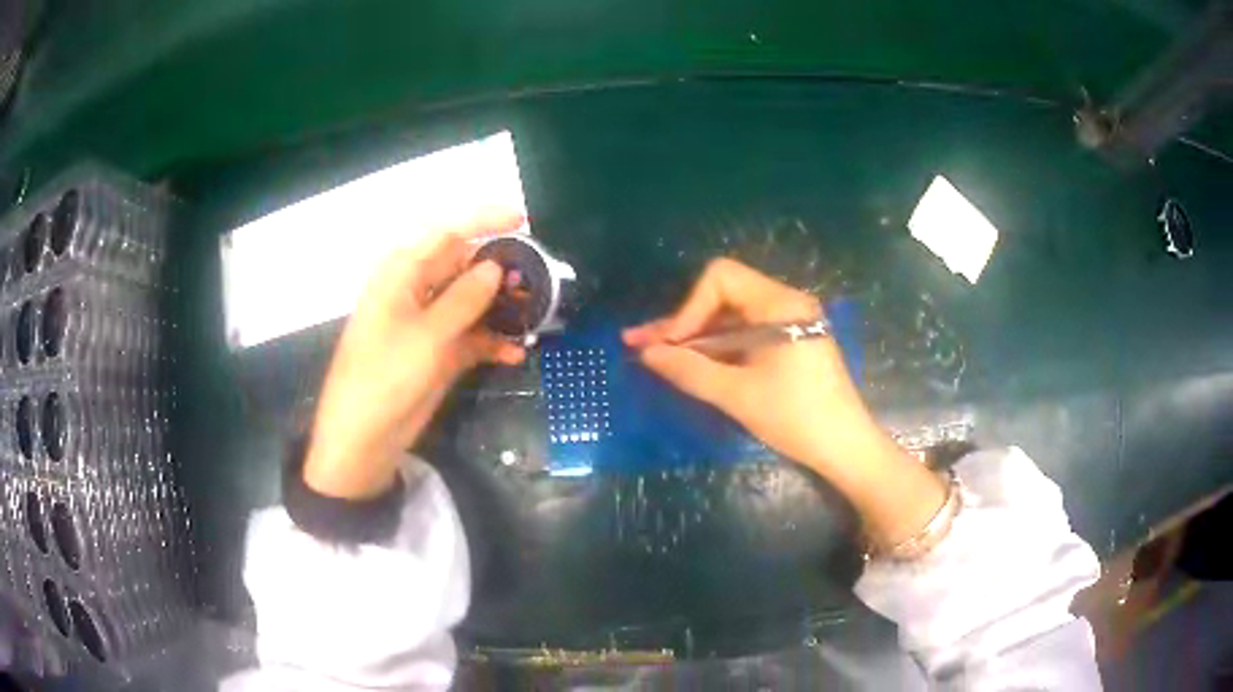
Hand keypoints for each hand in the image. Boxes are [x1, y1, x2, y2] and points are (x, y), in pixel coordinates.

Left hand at [304, 212, 526, 499]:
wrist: (363, 438)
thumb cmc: (384, 377)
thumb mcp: (427, 335)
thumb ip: (465, 298)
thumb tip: (496, 266)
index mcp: (403, 273)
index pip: (447, 234)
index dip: (484, 222)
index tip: (523, 219)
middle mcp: (416, 291)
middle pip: (463, 266)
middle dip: (499, 270)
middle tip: (540, 279)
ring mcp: (428, 324)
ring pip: (472, 303)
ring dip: (501, 309)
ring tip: (536, 317)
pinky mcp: (438, 353)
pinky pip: (471, 337)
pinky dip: (492, 343)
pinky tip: (516, 353)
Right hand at [624, 258, 946, 547]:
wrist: (846, 447)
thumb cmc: (796, 418)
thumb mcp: (737, 394)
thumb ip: (689, 369)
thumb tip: (647, 353)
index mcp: (780, 304)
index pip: (721, 279)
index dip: (689, 308)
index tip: (671, 345)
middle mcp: (786, 303)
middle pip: (723, 297)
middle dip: (683, 322)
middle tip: (641, 344)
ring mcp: (791, 322)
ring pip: (732, 318)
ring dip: (696, 336)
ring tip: (654, 353)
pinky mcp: (792, 343)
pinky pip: (747, 334)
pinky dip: (719, 347)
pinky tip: (690, 362)